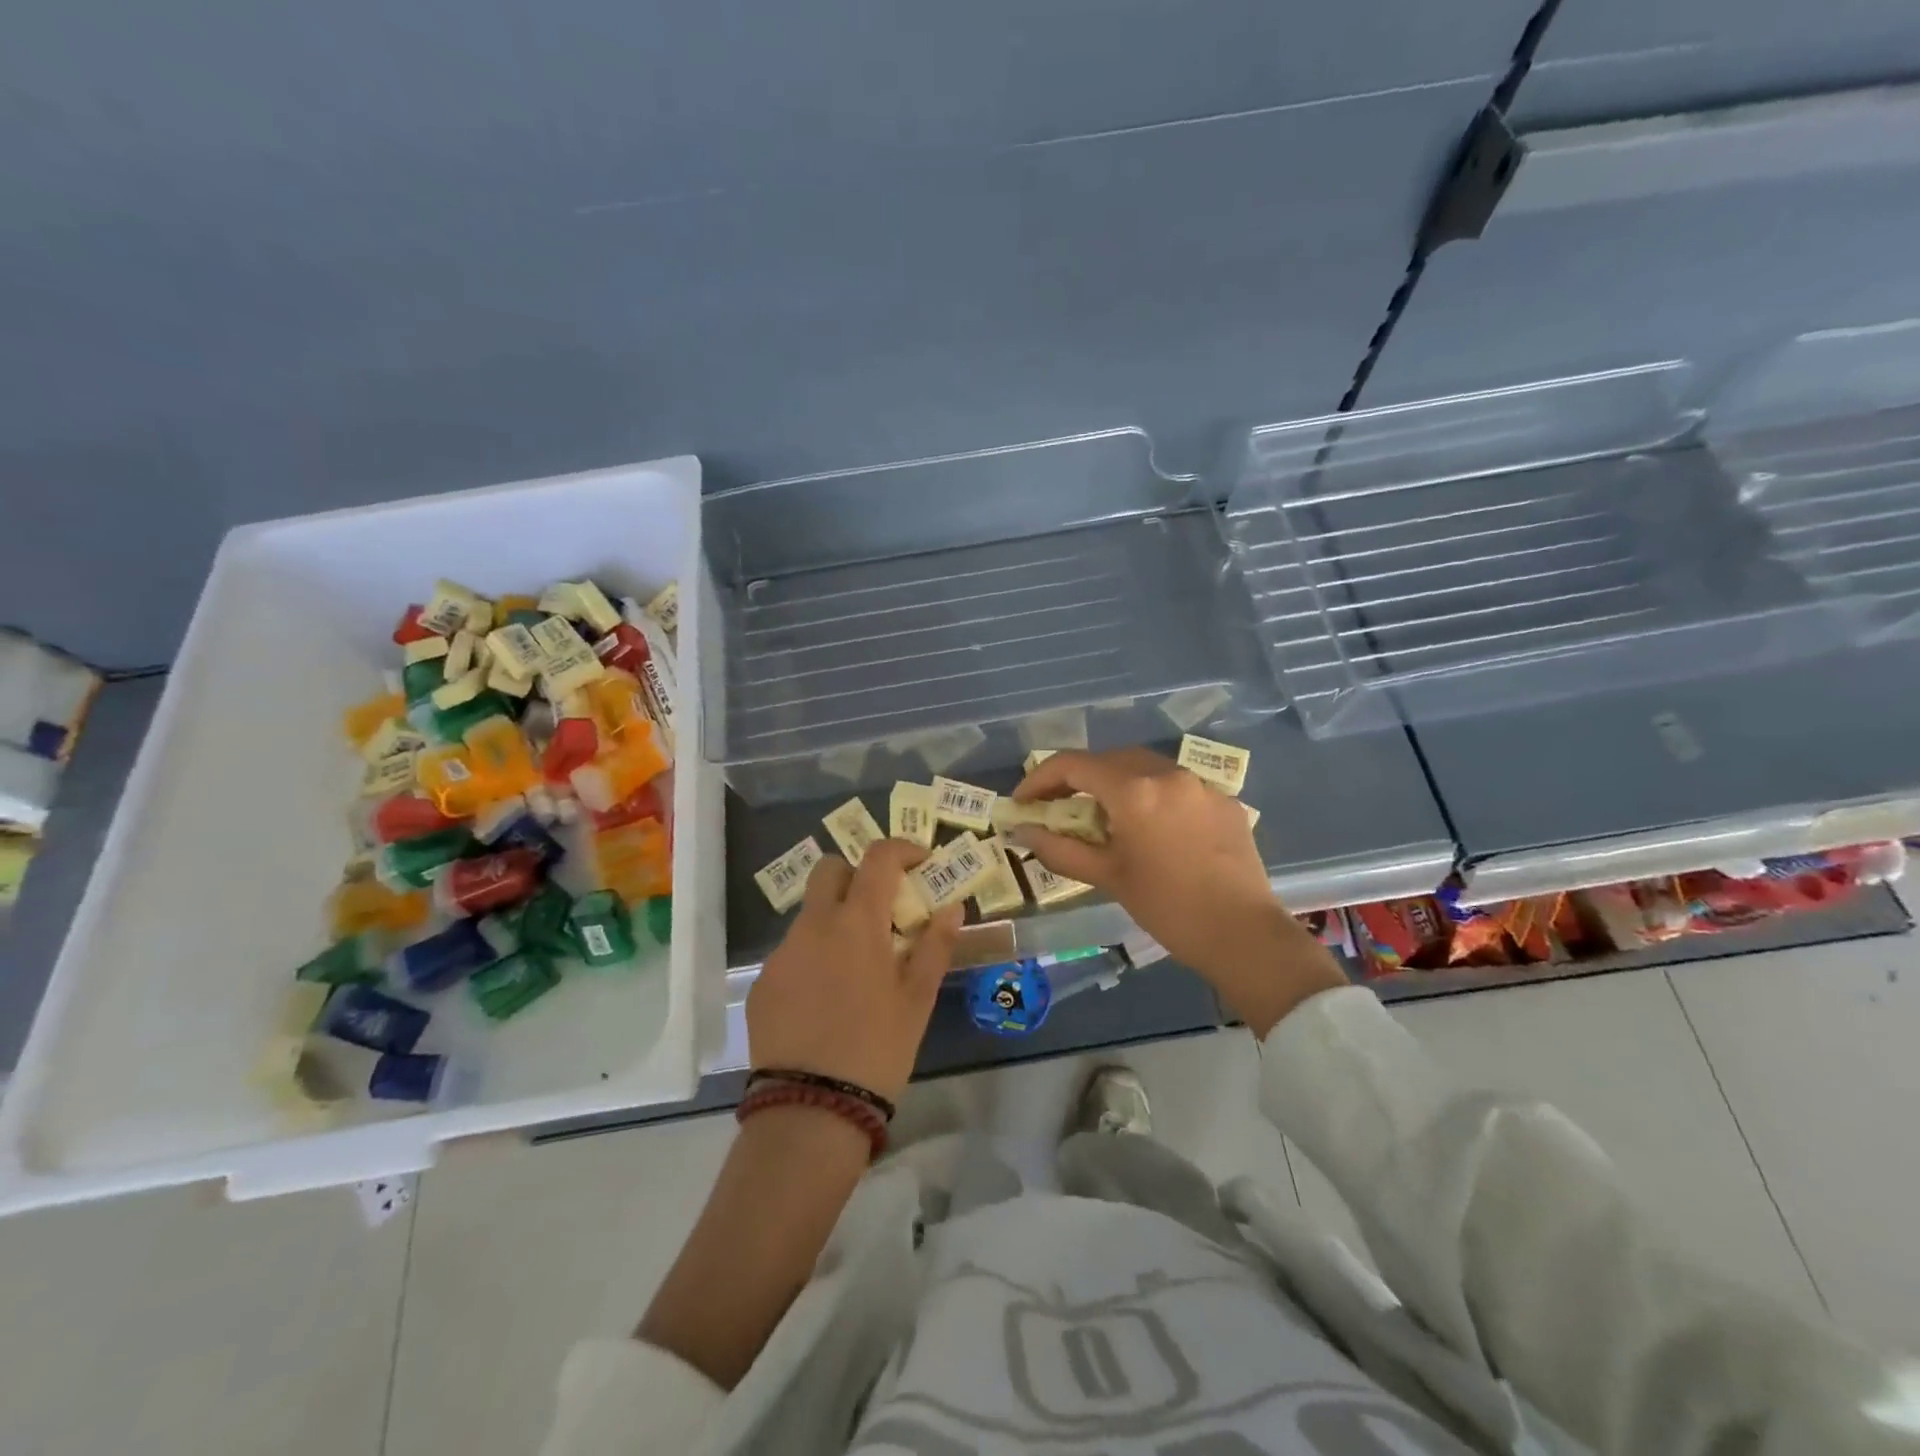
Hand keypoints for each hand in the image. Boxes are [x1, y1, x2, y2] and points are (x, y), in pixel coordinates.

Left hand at [747, 839, 963, 1102]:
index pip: (877, 858)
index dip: (901, 849)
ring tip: (857, 965)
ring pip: (810, 913)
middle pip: (830, 870)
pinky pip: (792, 951)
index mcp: (856, 922)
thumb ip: (935, 946)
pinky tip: (827, 997)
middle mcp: (813, 925)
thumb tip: (952, 907)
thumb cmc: (877, 1049)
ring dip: (835, 918)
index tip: (920, 861)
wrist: (810, 1109)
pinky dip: (814, 955)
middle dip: (857, 874)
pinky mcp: (762, 983)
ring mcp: (782, 953)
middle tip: (882, 907)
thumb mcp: (917, 1000)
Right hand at [1011, 749, 1344, 1035]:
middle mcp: (1167, 774)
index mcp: (1134, 791)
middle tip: (1058, 806)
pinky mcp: (1223, 800)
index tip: (1024, 801)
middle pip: (1108, 759)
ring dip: (1115, 782)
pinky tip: (1150, 827)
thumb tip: (1023, 831)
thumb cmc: (1167, 908)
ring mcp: (1200, 784)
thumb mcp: (1107, 877)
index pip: (1073, 765)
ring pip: (1144, 767)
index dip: (1040, 778)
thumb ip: (1060, 849)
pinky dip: (1151, 795)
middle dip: (1077, 778)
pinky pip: (1175, 785)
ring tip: (1103, 815)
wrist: (1244, 934)